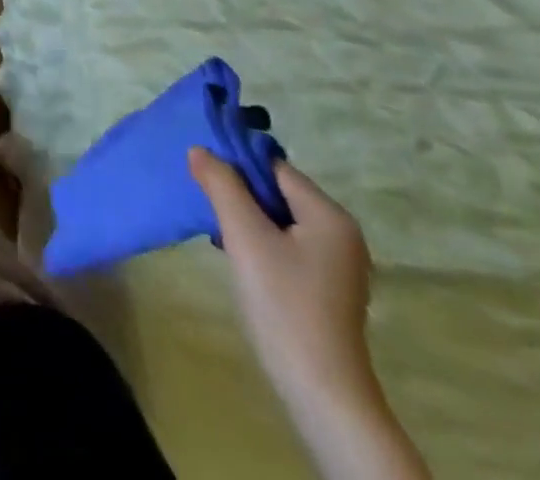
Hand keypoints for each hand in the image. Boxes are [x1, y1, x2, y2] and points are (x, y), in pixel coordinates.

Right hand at [189, 148, 375, 415]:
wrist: (320, 389)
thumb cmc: (284, 302)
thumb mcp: (245, 236)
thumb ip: (221, 185)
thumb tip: (200, 149)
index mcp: (329, 216)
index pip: (274, 167)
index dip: (236, 163)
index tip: (201, 170)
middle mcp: (340, 233)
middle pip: (277, 191)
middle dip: (238, 191)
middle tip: (203, 198)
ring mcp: (335, 262)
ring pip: (278, 217)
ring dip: (245, 216)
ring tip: (216, 226)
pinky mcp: (324, 284)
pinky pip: (285, 242)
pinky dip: (259, 239)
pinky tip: (236, 252)